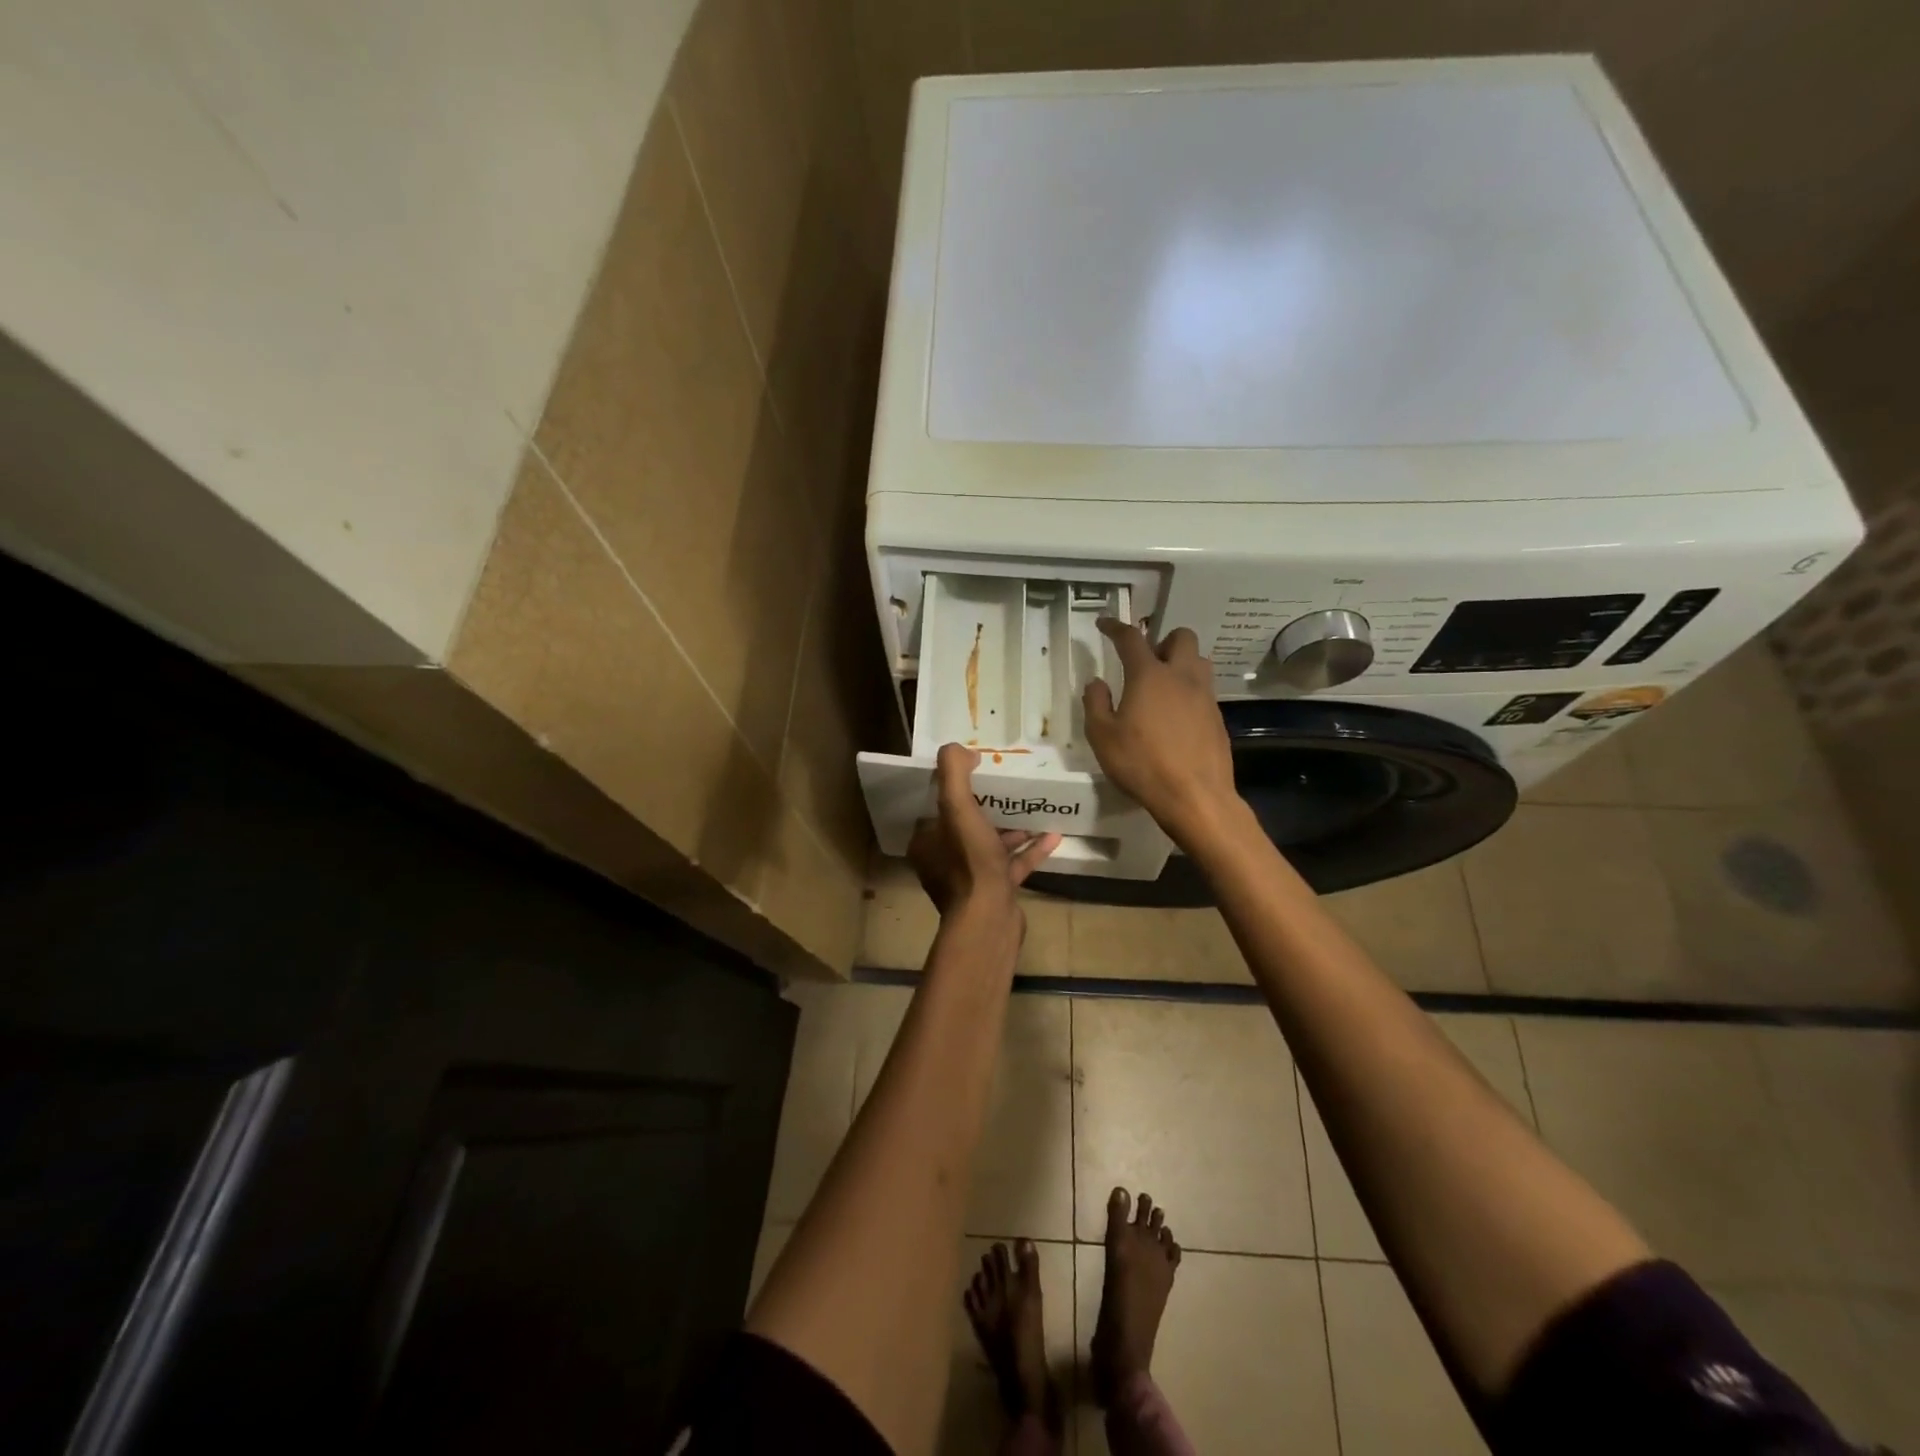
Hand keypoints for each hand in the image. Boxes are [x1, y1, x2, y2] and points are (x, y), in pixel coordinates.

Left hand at [908, 744, 1061, 923]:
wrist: (989, 920)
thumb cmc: (969, 861)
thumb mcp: (957, 808)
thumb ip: (953, 773)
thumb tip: (959, 749)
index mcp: (927, 841)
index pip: (937, 807)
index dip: (955, 787)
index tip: (977, 769)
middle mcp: (944, 860)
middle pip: (966, 824)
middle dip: (987, 805)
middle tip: (1008, 785)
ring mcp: (971, 879)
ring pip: (991, 844)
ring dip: (1012, 827)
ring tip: (1033, 807)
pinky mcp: (995, 892)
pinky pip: (1014, 864)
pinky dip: (1031, 850)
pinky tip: (1053, 836)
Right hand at [1083, 618, 1241, 851]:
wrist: (1194, 796)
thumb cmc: (1141, 764)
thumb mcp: (1102, 736)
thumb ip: (1096, 703)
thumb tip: (1097, 682)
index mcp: (1149, 675)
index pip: (1131, 638)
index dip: (1115, 627)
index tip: (1104, 623)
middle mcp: (1181, 677)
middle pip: (1181, 637)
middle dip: (1162, 640)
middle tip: (1145, 661)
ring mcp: (1205, 696)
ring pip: (1198, 661)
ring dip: (1181, 663)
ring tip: (1162, 687)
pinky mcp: (1217, 718)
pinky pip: (1204, 690)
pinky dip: (1189, 692)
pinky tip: (1175, 717)